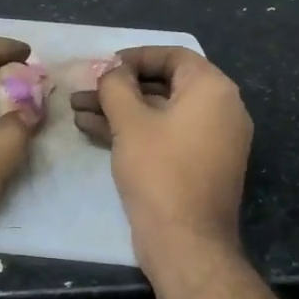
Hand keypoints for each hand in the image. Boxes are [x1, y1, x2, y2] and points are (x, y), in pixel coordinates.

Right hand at [71, 46, 252, 259]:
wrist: (186, 242)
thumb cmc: (160, 171)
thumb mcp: (130, 121)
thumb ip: (117, 85)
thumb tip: (113, 71)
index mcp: (213, 90)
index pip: (173, 56)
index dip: (134, 56)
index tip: (104, 66)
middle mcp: (221, 109)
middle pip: (164, 84)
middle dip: (120, 87)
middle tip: (85, 90)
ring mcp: (212, 140)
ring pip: (160, 112)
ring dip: (119, 110)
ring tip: (78, 110)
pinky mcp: (198, 164)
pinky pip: (165, 135)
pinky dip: (134, 131)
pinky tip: (92, 130)